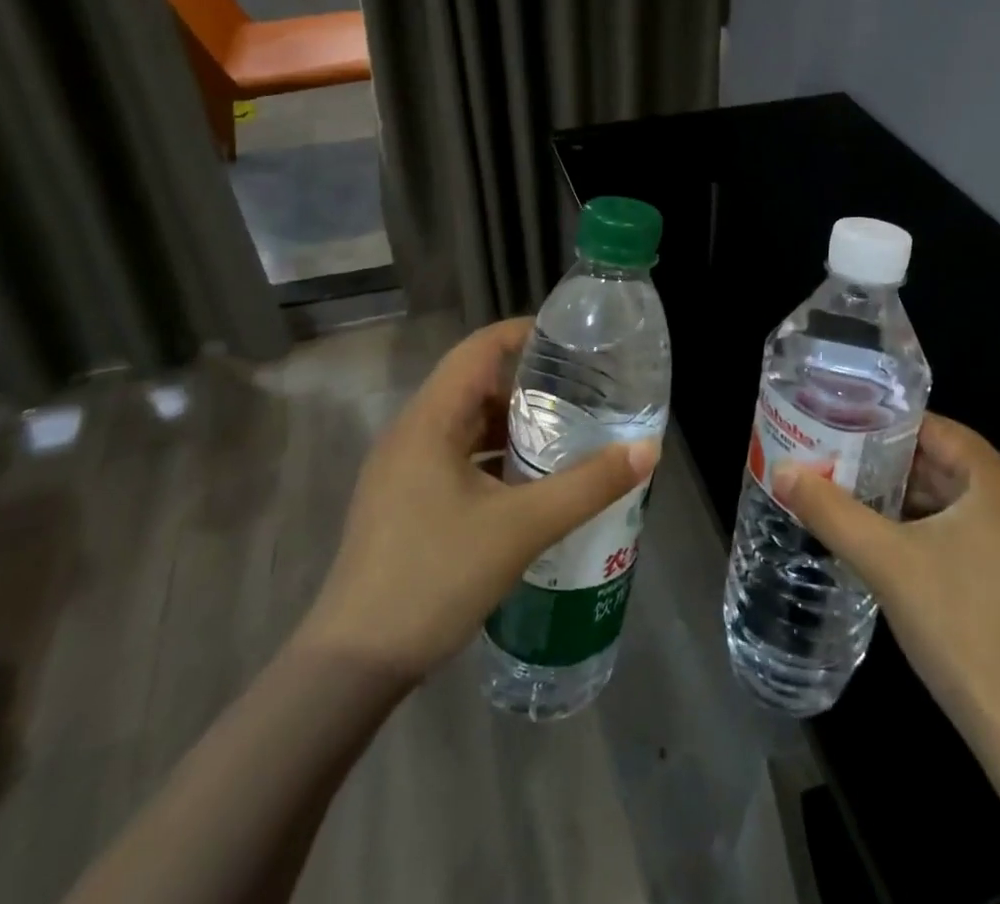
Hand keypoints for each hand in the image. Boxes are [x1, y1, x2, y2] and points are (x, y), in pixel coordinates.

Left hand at [295, 318, 659, 683]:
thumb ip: (588, 485)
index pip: (478, 348)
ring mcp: (401, 470)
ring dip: (510, 423)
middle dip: (526, 383)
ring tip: (563, 432)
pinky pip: (454, 457)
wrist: (352, 665)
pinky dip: (492, 456)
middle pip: (473, 384)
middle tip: (580, 390)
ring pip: (464, 425)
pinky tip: (527, 483)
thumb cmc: (435, 577)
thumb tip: (647, 449)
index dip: (523, 333)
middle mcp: (411, 433)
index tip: (571, 340)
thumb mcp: (522, 528)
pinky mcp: (402, 502)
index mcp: (429, 420)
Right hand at [773, 414, 999, 748]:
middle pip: (947, 463)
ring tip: (856, 500)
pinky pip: (977, 531)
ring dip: (911, 500)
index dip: (884, 427)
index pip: (934, 428)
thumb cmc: (961, 627)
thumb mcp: (885, 562)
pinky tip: (897, 547)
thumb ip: (830, 510)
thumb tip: (782, 469)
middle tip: (837, 465)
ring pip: (961, 500)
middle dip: (891, 465)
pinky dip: (937, 529)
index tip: (840, 430)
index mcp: (999, 479)